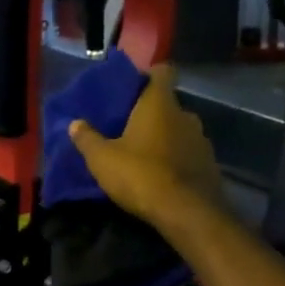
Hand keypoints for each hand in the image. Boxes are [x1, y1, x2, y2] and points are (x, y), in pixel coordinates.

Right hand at [69, 65, 222, 225]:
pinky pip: (189, 153)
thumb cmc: (141, 175)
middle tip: (129, 127)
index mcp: (160, 104)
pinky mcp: (210, 164)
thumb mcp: (102, 159)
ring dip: (165, 137)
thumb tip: (74, 124)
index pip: (162, 72)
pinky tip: (163, 175)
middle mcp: (185, 115)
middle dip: (151, 113)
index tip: (133, 86)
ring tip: (145, 154)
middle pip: (168, 104)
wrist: (187, 213)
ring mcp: (201, 140)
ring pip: (180, 129)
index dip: (149, 75)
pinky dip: (177, 159)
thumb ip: (87, 139)